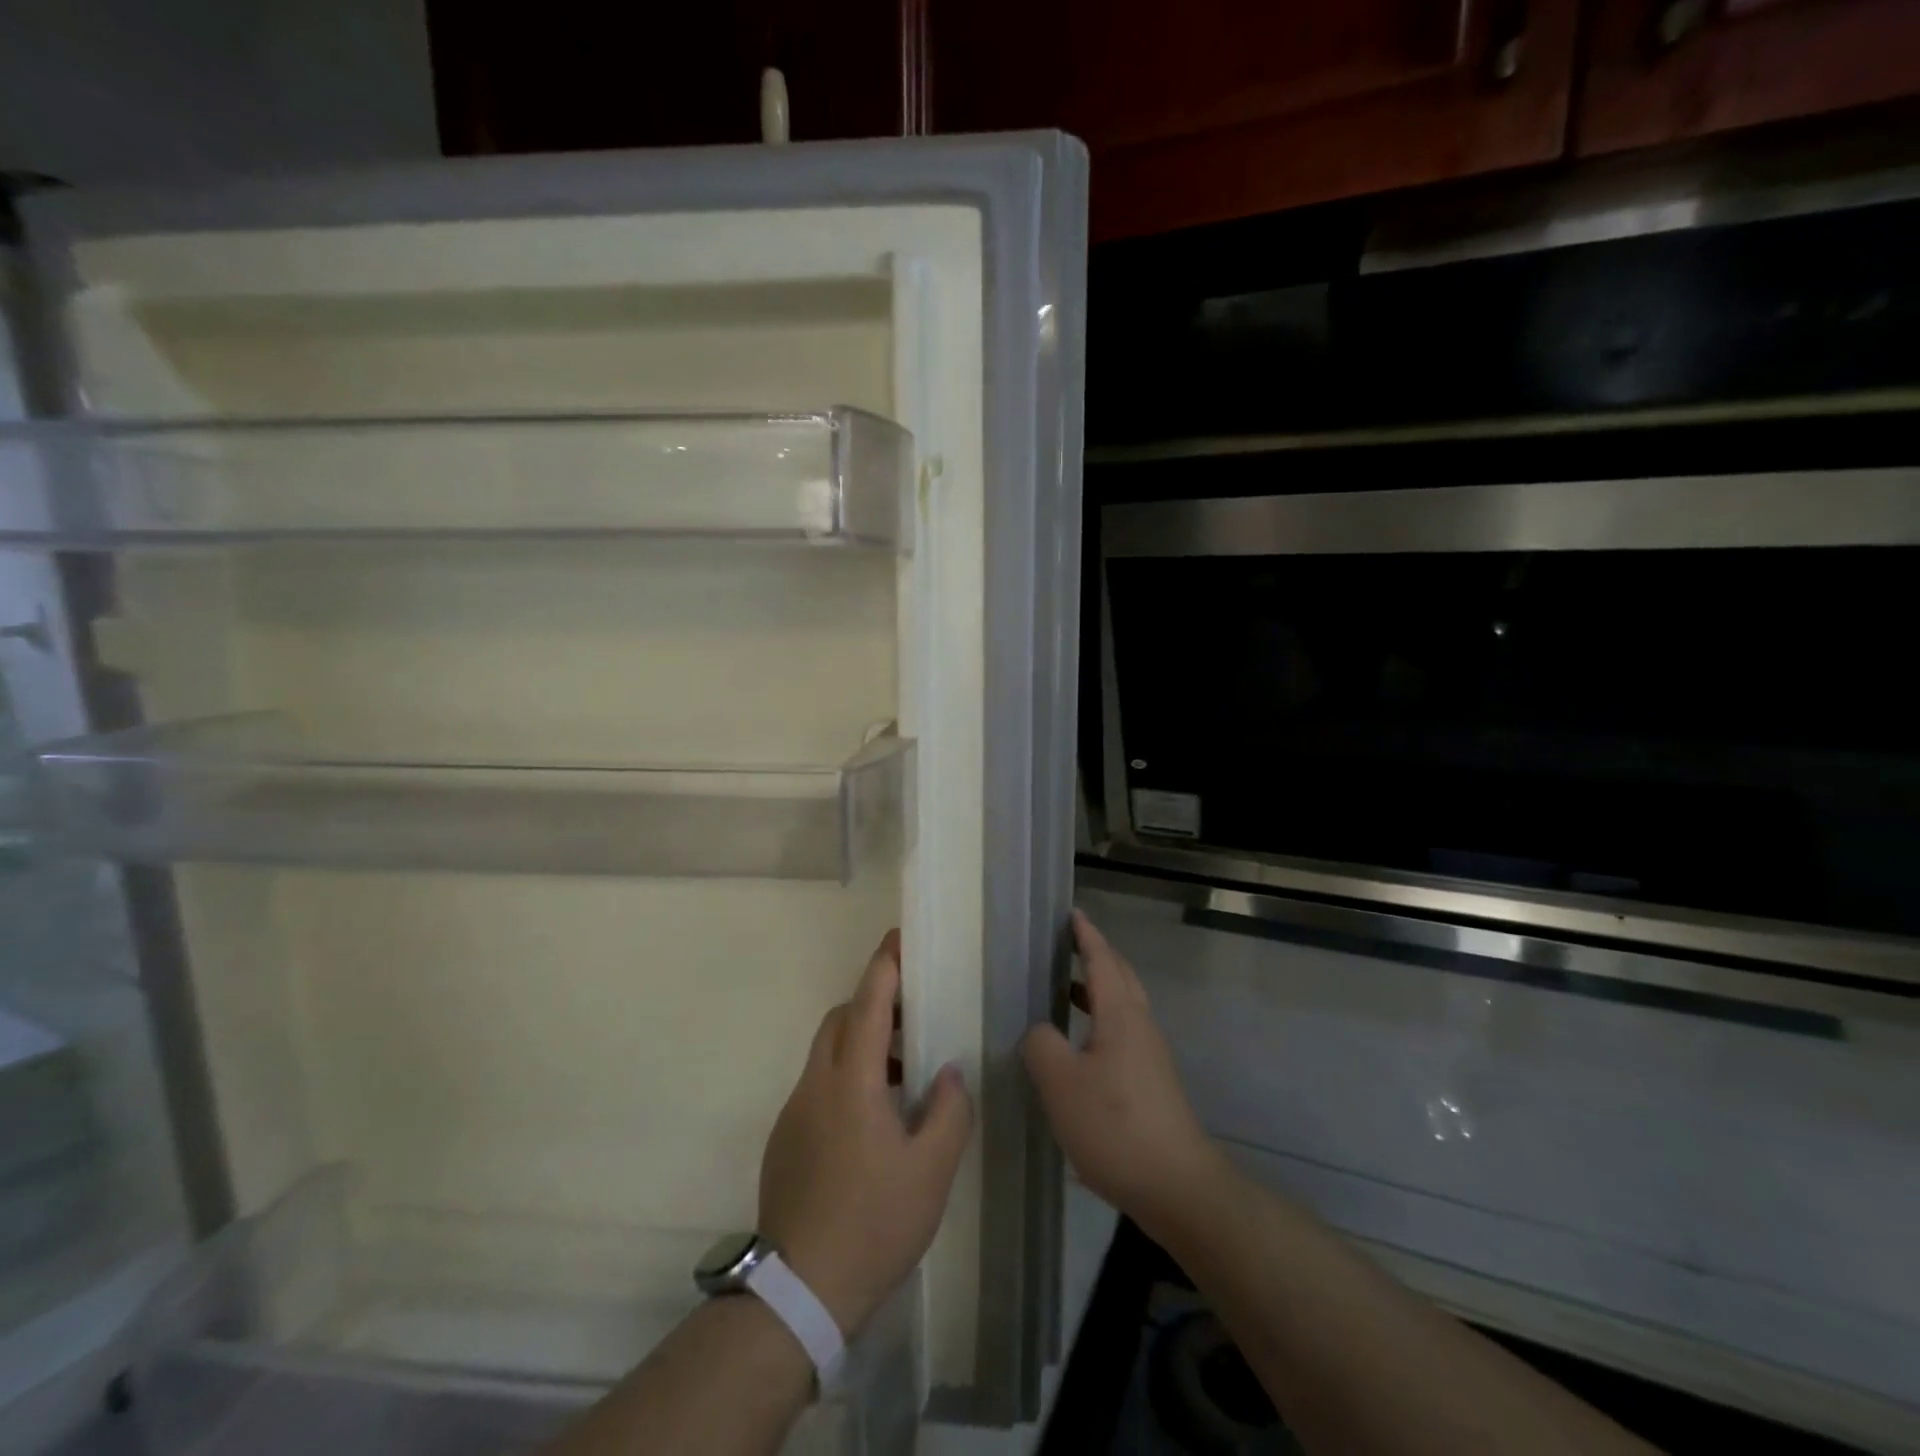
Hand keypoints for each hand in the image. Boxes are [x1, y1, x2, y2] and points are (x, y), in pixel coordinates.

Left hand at [758, 931, 972, 1337]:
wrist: (799, 1291)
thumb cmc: (873, 1222)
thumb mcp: (931, 1171)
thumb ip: (948, 1111)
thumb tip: (947, 1073)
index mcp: (851, 1081)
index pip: (868, 1004)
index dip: (884, 966)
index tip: (899, 938)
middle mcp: (815, 1084)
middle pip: (840, 1019)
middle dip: (872, 1002)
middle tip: (911, 1012)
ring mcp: (794, 1111)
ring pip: (826, 1053)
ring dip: (860, 1043)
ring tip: (901, 1071)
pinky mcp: (784, 1139)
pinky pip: (817, 1086)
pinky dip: (844, 1077)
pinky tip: (871, 1120)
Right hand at [1022, 911, 1223, 1238]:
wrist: (1177, 1186)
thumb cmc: (1114, 1125)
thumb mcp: (1060, 1082)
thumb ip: (1042, 1045)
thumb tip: (1040, 1031)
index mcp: (1121, 1014)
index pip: (1102, 960)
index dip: (1086, 936)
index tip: (1073, 914)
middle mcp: (1140, 1026)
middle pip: (1120, 977)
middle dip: (1096, 955)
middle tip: (1068, 943)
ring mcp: (1150, 1056)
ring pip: (1123, 1006)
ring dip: (1097, 989)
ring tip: (1066, 990)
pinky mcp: (1151, 1083)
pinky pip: (1123, 1032)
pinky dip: (1100, 1021)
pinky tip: (1079, 1048)